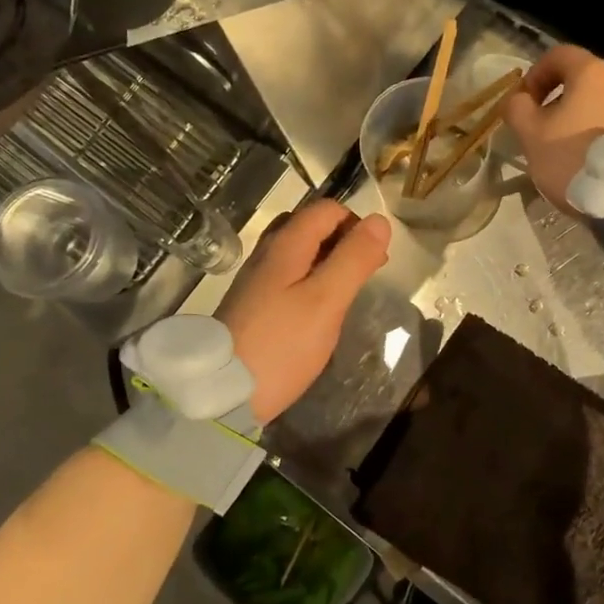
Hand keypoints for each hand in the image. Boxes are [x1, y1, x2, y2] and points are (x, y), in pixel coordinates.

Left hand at [216, 200, 390, 422]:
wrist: (223, 393)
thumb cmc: (282, 344)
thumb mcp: (327, 300)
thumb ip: (354, 259)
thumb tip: (380, 221)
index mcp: (285, 245)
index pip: (326, 210)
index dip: (356, 224)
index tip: (374, 257)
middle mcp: (267, 254)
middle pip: (310, 227)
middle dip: (343, 240)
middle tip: (366, 273)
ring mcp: (257, 280)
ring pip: (300, 253)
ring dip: (329, 262)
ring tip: (348, 291)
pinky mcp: (254, 305)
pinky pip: (289, 277)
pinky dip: (312, 281)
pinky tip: (320, 310)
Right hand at [501, 46, 603, 212]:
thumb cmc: (573, 158)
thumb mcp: (531, 135)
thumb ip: (517, 109)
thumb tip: (519, 100)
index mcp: (592, 73)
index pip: (558, 55)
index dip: (535, 74)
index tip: (524, 103)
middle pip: (582, 81)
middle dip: (557, 100)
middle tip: (541, 130)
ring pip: (601, 104)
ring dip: (579, 120)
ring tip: (566, 152)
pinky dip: (599, 136)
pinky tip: (590, 163)